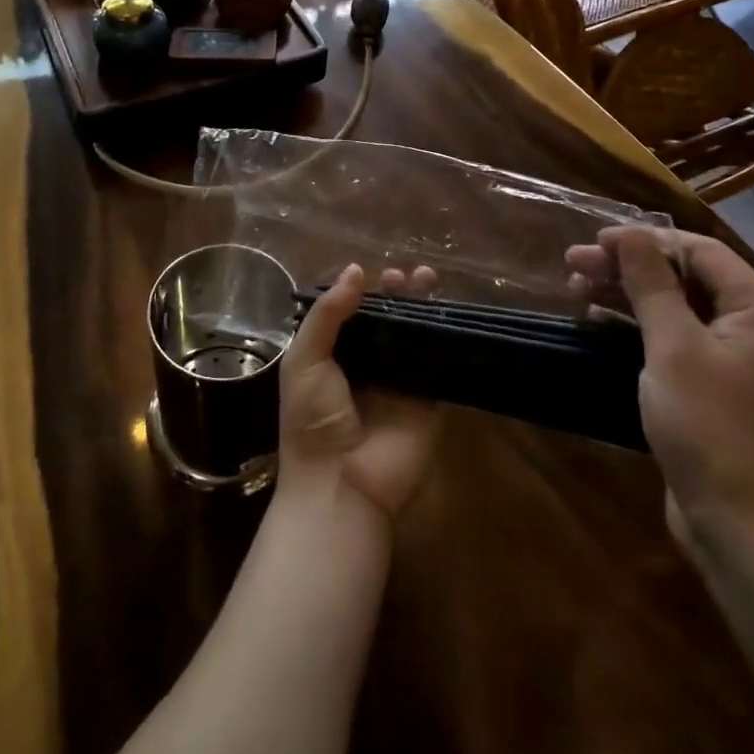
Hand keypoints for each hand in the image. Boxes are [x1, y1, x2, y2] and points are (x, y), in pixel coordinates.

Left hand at [277, 264, 439, 519]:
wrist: (340, 483)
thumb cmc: (311, 418)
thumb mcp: (305, 359)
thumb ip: (327, 315)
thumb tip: (356, 270)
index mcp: (334, 356)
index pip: (353, 315)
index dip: (365, 292)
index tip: (376, 272)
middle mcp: (368, 366)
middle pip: (388, 321)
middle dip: (397, 295)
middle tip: (407, 275)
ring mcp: (400, 383)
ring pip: (414, 336)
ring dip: (422, 308)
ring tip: (427, 279)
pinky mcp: (428, 400)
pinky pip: (438, 363)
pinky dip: (444, 337)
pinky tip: (448, 313)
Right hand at [567, 228, 753, 550]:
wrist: (741, 525)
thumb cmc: (709, 424)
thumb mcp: (673, 346)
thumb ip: (651, 285)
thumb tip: (631, 233)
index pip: (702, 253)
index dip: (647, 240)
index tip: (595, 242)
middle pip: (688, 280)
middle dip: (629, 268)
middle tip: (574, 265)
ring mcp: (738, 365)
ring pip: (677, 311)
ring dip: (628, 296)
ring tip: (578, 291)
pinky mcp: (717, 393)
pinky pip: (676, 343)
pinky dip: (639, 328)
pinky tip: (600, 325)